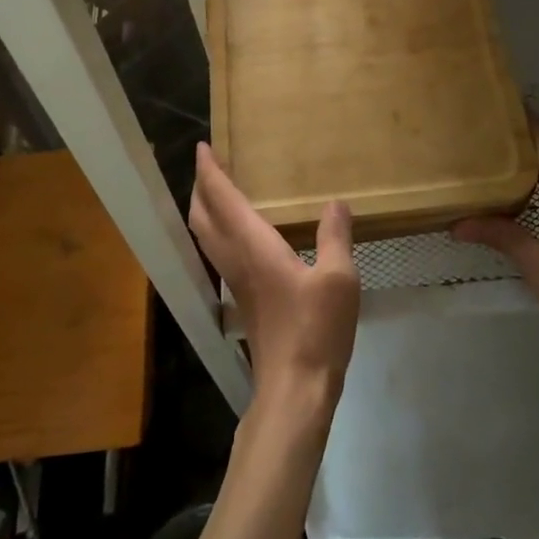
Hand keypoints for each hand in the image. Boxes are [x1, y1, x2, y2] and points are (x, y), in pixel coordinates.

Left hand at [190, 144, 360, 412]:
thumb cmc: (315, 330)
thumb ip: (335, 237)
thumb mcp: (338, 279)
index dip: (209, 172)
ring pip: (207, 239)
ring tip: (220, 194)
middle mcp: (236, 261)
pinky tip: (244, 237)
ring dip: (206, 211)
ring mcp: (236, 285)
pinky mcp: (244, 303)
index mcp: (254, 247)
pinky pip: (221, 255)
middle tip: (207, 167)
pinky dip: (220, 233)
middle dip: (200, 189)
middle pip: (203, 219)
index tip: (202, 148)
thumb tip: (335, 203)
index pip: (222, 200)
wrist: (294, 390)